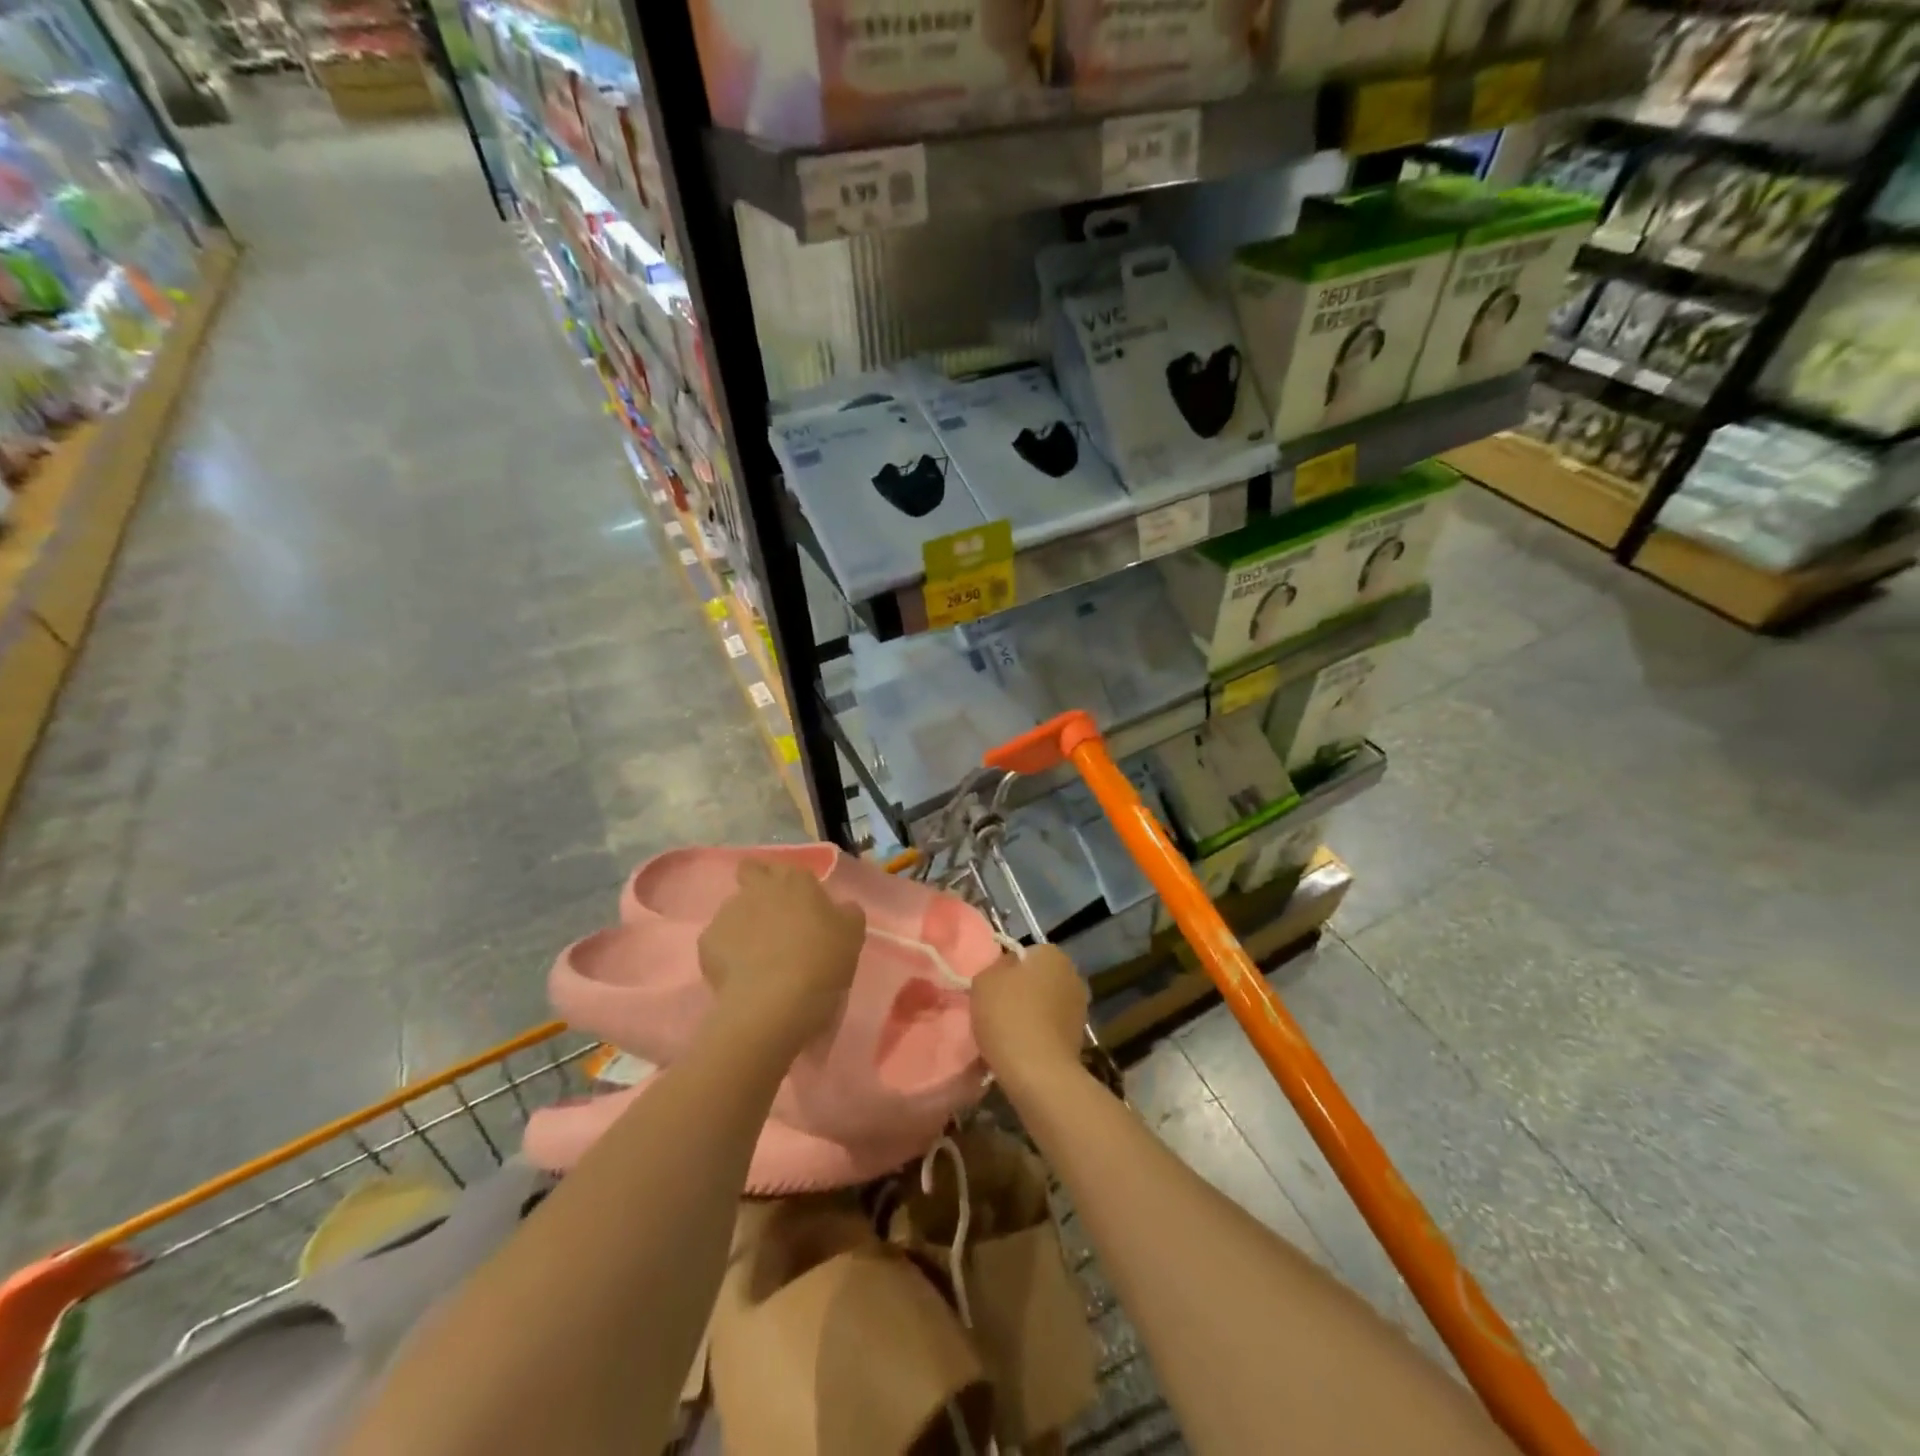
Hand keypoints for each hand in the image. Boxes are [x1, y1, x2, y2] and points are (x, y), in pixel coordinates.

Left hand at [699, 858, 865, 1059]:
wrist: (775, 1002)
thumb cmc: (821, 961)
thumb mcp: (852, 935)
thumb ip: (846, 913)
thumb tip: (840, 908)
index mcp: (795, 880)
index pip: (787, 867)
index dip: (792, 884)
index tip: (801, 905)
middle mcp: (759, 888)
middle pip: (750, 871)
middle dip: (757, 885)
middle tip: (772, 917)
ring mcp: (729, 912)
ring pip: (734, 909)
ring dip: (744, 923)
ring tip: (756, 955)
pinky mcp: (707, 941)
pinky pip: (718, 941)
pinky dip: (727, 953)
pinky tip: (740, 974)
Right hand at [970, 945, 1088, 1097]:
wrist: (1037, 1072)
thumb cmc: (1008, 1016)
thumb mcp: (984, 980)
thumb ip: (994, 967)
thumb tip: (1007, 968)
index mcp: (1052, 954)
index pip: (1024, 953)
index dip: (1005, 970)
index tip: (991, 988)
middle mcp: (1073, 975)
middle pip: (1037, 979)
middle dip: (1020, 991)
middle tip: (995, 1009)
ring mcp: (1080, 1008)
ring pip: (1044, 1004)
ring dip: (1029, 1014)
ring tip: (1005, 1034)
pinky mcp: (1079, 1038)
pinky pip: (1049, 1028)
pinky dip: (1037, 1035)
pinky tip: (1019, 1049)